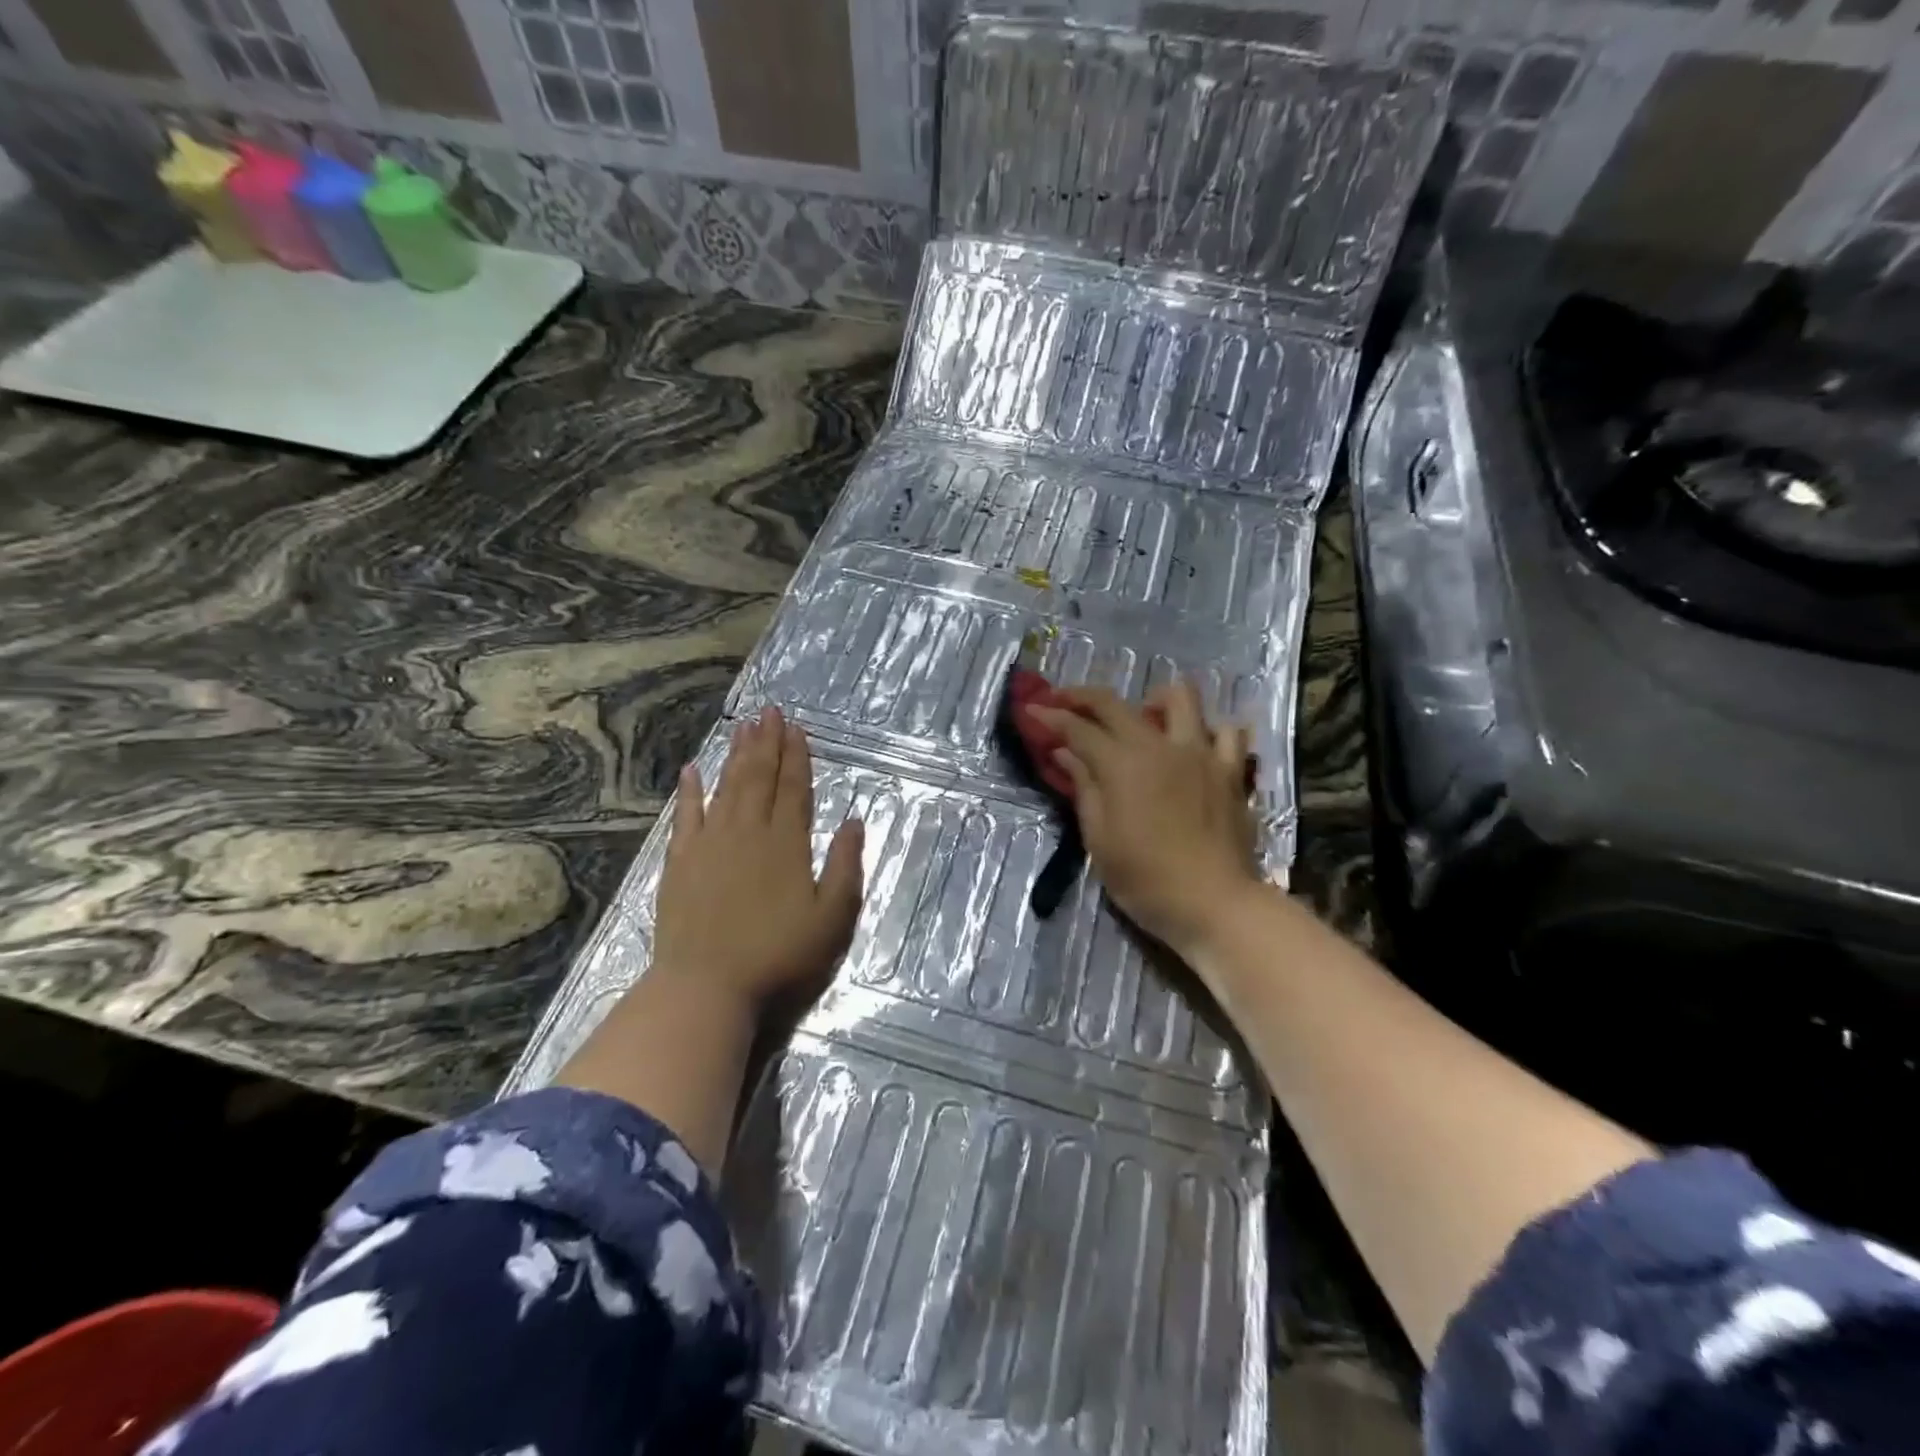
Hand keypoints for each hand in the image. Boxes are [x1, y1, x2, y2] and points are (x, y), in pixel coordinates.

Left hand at [650, 705, 864, 1010]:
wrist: (707, 987)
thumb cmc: (779, 957)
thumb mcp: (832, 918)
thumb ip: (845, 866)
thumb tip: (855, 821)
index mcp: (786, 843)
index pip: (794, 788)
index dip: (797, 756)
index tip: (797, 727)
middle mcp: (748, 832)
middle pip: (759, 778)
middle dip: (767, 742)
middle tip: (769, 711)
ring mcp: (710, 845)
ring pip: (726, 788)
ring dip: (735, 755)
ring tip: (743, 726)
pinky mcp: (680, 863)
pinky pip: (685, 816)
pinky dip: (689, 791)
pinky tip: (691, 770)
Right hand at [1027, 680, 1259, 959]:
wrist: (1214, 905)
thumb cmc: (1146, 880)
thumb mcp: (1100, 840)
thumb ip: (1084, 788)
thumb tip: (1065, 753)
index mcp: (1122, 765)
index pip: (1078, 729)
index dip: (1051, 717)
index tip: (1031, 710)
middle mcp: (1160, 746)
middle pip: (1116, 703)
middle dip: (1082, 696)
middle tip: (1064, 702)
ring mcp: (1201, 753)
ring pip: (1181, 697)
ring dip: (1154, 700)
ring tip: (1143, 718)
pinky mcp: (1231, 770)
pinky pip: (1227, 731)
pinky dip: (1209, 730)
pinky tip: (1195, 745)